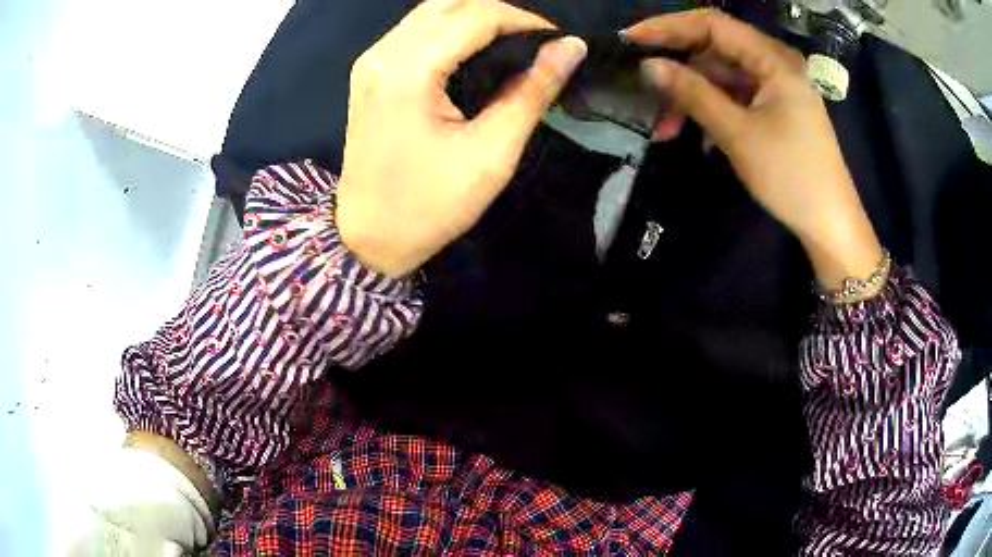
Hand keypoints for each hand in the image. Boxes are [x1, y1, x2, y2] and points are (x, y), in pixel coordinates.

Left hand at [335, 0, 586, 276]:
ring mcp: (370, 60)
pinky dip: (449, 29)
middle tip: (535, 42)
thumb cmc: (430, 205)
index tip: (557, 42)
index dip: (524, 21)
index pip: (476, 15)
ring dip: (474, 17)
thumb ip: (533, 91)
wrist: (369, 238)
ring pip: (430, 11)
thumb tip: (571, 48)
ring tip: (511, 44)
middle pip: (450, 3)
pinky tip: (472, 51)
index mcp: (408, 70)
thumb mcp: (492, 152)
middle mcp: (382, 53)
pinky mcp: (368, 72)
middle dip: (500, 13)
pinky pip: (414, 31)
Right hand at [627, 10, 882, 289]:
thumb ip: (693, 94)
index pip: (712, 24)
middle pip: (716, 50)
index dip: (668, 27)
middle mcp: (775, 64)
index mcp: (773, 60)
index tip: (631, 40)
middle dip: (679, 71)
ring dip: (693, 98)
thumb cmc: (791, 177)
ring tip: (666, 130)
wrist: (830, 224)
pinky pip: (737, 97)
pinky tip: (696, 135)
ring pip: (723, 77)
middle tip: (646, 93)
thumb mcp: (737, 134)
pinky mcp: (776, 108)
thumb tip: (649, 65)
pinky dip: (714, 111)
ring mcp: (777, 87)